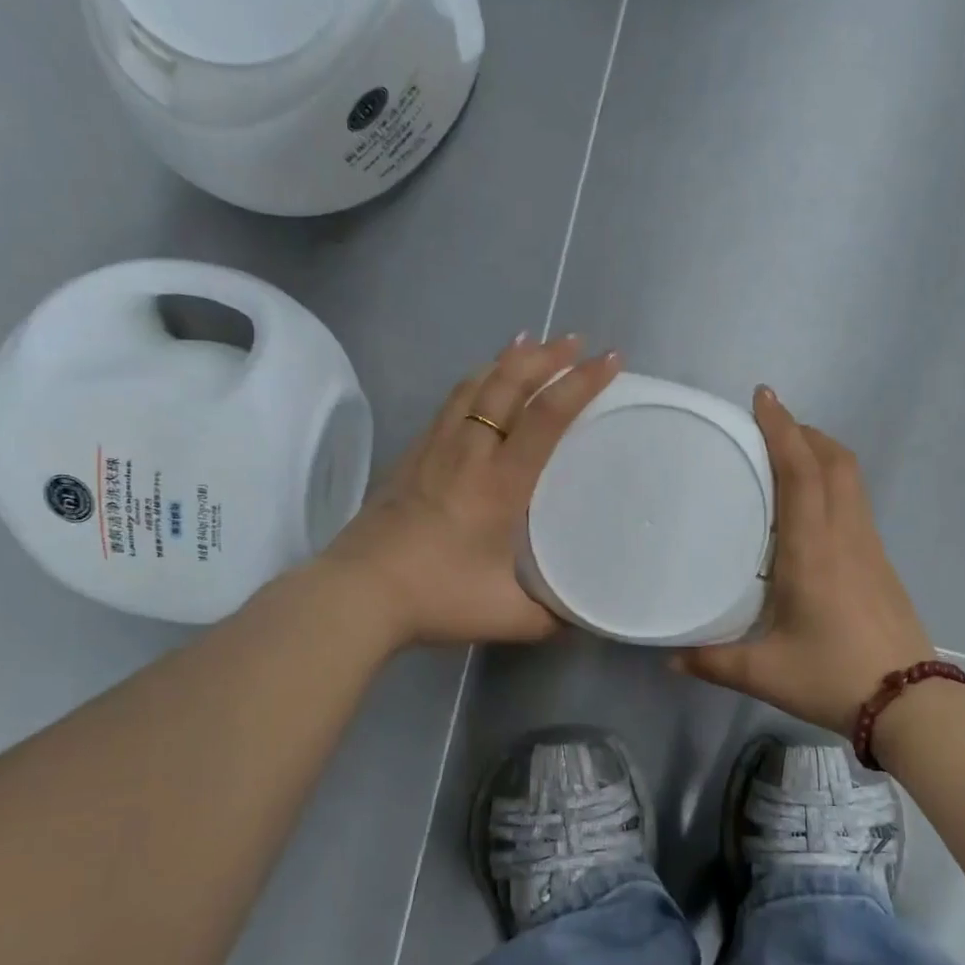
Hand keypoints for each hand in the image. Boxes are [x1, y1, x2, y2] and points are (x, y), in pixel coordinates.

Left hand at [322, 334, 619, 646]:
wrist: (356, 593)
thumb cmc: (435, 597)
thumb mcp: (505, 616)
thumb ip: (548, 618)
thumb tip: (578, 622)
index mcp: (500, 483)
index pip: (547, 417)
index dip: (581, 383)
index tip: (609, 360)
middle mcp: (469, 452)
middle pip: (507, 384)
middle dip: (546, 356)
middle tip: (575, 342)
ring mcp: (435, 449)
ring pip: (474, 385)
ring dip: (508, 360)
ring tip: (531, 345)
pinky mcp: (411, 456)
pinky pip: (450, 402)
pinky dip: (475, 381)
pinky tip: (479, 384)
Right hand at [677, 387, 935, 733]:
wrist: (910, 703)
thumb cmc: (832, 676)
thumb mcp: (764, 672)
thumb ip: (712, 661)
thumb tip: (667, 658)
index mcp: (813, 550)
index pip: (802, 472)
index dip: (783, 429)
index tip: (764, 397)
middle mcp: (845, 536)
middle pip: (835, 461)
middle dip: (804, 432)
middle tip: (769, 426)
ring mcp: (869, 546)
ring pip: (851, 478)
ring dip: (822, 453)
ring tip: (788, 455)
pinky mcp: (880, 562)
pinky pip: (856, 501)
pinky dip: (833, 481)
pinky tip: (810, 508)